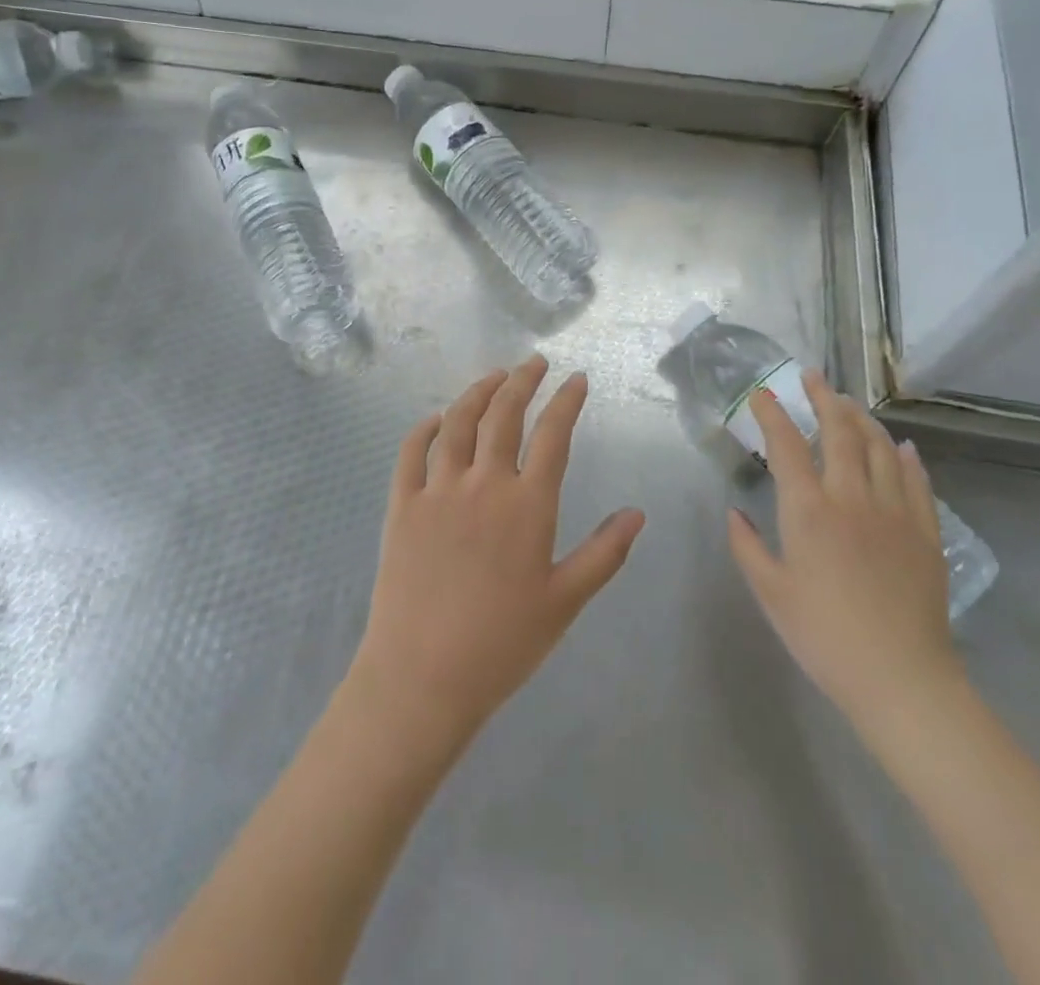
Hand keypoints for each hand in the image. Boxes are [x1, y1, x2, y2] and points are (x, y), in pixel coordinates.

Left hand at [346, 356, 646, 758]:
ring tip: (493, 376)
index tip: (577, 378)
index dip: (567, 401)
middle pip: (503, 415)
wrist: (423, 676)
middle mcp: (483, 484)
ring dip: (477, 392)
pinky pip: (411, 452)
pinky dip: (424, 428)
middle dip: (522, 380)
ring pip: (457, 423)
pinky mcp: (402, 506)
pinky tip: (435, 418)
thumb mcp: (566, 601)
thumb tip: (637, 513)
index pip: (552, 435)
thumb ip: (604, 553)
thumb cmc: (503, 643)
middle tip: (534, 362)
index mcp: (527, 505)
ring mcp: (438, 491)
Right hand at [726, 369, 965, 744]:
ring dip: (862, 419)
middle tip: (813, 377)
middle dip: (824, 398)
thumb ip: (747, 547)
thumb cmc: (824, 636)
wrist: (901, 678)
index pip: (786, 445)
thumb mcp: (771, 594)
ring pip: (880, 448)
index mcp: (808, 510)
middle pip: (839, 432)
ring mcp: (894, 511)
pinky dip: (907, 458)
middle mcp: (852, 497)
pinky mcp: (925, 532)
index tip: (762, 394)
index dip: (772, 413)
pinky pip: (917, 482)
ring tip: (850, 404)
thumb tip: (735, 512)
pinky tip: (902, 447)